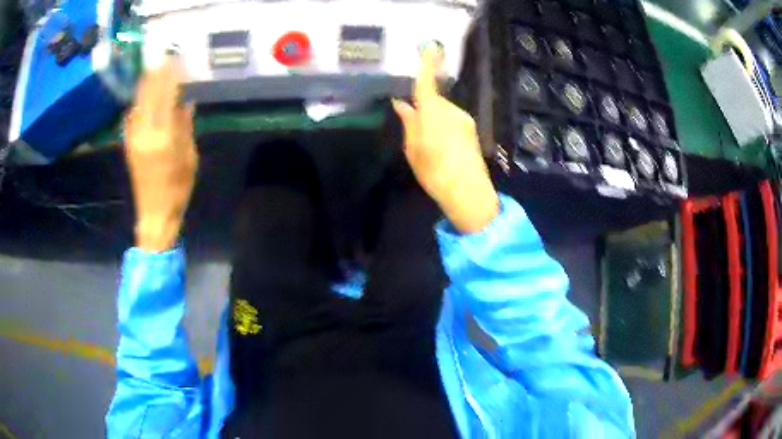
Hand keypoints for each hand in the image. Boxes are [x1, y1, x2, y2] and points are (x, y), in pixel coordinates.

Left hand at [124, 56, 197, 251]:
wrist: (154, 213)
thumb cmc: (178, 189)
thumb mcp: (189, 158)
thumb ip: (185, 128)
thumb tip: (186, 104)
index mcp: (164, 137)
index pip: (167, 96)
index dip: (171, 77)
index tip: (177, 61)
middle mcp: (146, 133)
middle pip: (150, 95)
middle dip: (157, 75)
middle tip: (164, 58)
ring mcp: (134, 138)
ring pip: (138, 103)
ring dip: (145, 86)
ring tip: (153, 70)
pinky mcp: (129, 144)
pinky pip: (131, 117)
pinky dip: (137, 103)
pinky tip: (141, 97)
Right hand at [393, 43, 498, 233]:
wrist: (468, 192)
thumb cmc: (434, 171)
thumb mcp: (413, 149)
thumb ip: (408, 122)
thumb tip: (401, 103)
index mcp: (432, 112)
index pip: (427, 82)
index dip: (427, 63)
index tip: (431, 45)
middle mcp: (450, 110)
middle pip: (433, 99)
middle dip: (424, 107)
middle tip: (414, 129)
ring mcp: (464, 119)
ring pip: (443, 111)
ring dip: (434, 119)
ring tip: (429, 145)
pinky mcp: (471, 129)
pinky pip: (452, 120)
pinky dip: (444, 127)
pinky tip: (442, 147)